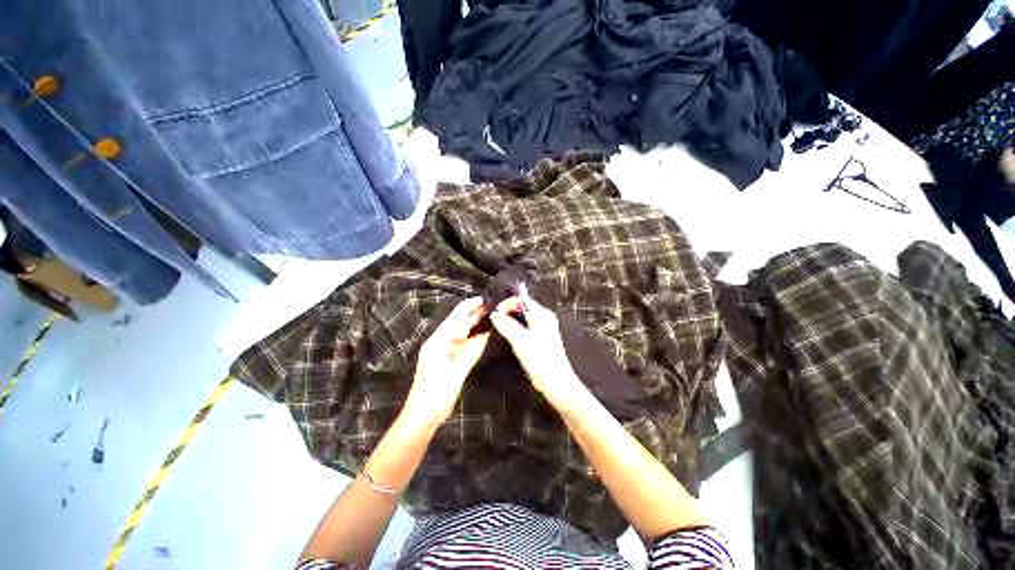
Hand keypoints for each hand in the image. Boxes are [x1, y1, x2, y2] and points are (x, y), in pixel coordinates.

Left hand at [402, 297, 490, 428]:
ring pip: (461, 336)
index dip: (467, 307)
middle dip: (473, 315)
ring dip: (474, 327)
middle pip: (458, 325)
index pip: (454, 319)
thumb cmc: (435, 394)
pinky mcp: (448, 362)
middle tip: (491, 307)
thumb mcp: (455, 372)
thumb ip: (471, 352)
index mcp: (437, 342)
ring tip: (490, 318)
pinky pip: (463, 347)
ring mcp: (444, 353)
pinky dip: (473, 341)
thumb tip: (485, 335)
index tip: (481, 299)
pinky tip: (483, 337)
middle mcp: (440, 344)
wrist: (422, 417)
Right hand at [489, 295, 583, 410]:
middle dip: (508, 311)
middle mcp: (544, 318)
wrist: (555, 382)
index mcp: (542, 314)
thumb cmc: (540, 358)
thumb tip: (494, 314)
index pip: (523, 299)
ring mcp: (543, 328)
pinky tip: (509, 337)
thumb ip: (506, 325)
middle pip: (522, 307)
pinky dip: (516, 328)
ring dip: (511, 320)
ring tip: (499, 328)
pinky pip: (525, 327)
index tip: (496, 313)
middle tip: (496, 321)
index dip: (507, 303)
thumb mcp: (520, 340)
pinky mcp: (541, 339)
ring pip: (523, 318)